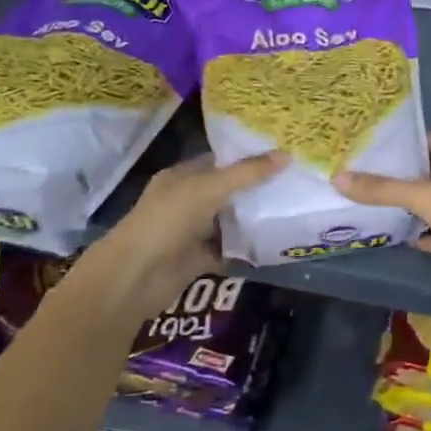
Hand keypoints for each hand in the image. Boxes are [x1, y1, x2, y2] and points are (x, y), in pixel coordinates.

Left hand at [75, 151, 285, 322]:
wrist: (135, 277)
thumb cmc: (168, 220)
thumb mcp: (210, 188)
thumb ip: (247, 174)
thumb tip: (286, 155)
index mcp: (182, 177)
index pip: (218, 160)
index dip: (247, 156)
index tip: (280, 154)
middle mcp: (186, 201)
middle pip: (226, 191)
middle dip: (255, 189)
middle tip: (294, 181)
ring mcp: (191, 232)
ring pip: (228, 222)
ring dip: (253, 220)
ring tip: (292, 209)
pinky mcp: (197, 260)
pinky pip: (228, 251)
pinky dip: (246, 250)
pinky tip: (274, 244)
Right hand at [335, 132, 430, 302]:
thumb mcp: (426, 198)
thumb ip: (384, 189)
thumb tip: (340, 178)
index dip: (411, 139)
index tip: (380, 140)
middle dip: (404, 171)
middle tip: (366, 168)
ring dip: (409, 201)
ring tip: (371, 197)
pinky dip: (418, 231)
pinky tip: (394, 231)